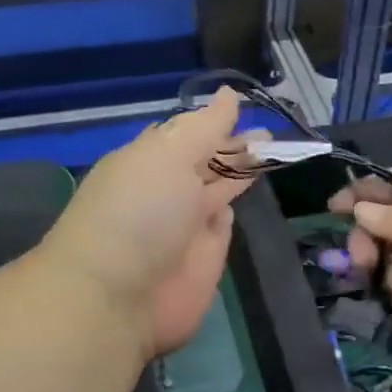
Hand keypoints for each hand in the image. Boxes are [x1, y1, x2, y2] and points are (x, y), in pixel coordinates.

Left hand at [42, 89, 257, 356]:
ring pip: (219, 190)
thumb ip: (205, 127)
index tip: (246, 106)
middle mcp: (168, 188)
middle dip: (236, 145)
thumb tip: (230, 94)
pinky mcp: (204, 259)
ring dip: (241, 172)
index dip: (216, 120)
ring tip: (274, 151)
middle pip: (208, 161)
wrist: (117, 297)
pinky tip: (247, 192)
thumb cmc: (139, 212)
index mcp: (150, 159)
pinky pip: (223, 226)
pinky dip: (232, 209)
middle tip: (270, 133)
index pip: (188, 132)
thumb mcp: (169, 155)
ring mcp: (186, 225)